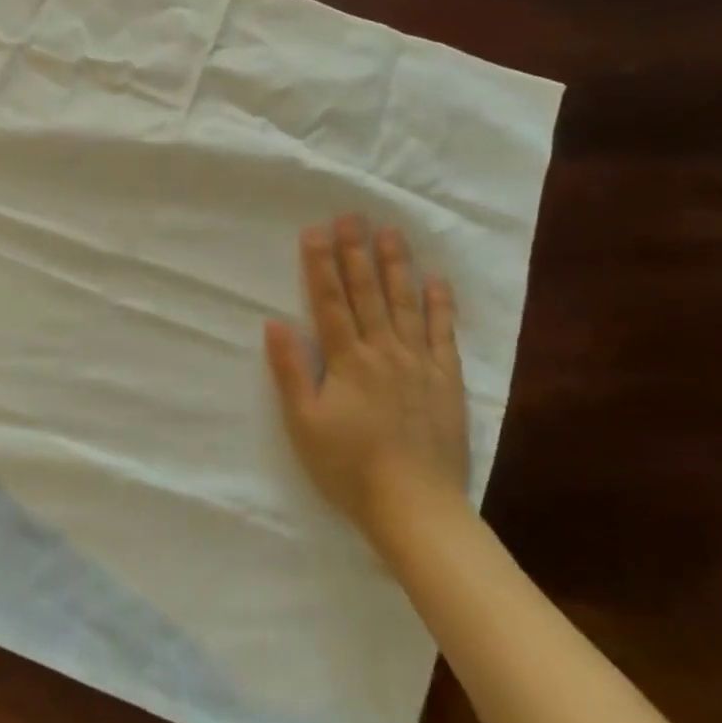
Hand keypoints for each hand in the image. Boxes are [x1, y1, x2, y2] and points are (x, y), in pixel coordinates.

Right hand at [265, 217, 469, 533]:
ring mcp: (419, 363)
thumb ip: (290, 371)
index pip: (330, 302)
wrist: (416, 507)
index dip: (320, 264)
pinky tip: (436, 280)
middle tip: (351, 215)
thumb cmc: (349, 467)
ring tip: (390, 232)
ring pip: (405, 303)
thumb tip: (275, 322)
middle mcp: (383, 351)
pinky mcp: (446, 380)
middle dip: (355, 251)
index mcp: (347, 361)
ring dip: (396, 265)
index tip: (316, 230)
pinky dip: (439, 305)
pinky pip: (443, 333)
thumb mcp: (305, 424)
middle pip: (367, 292)